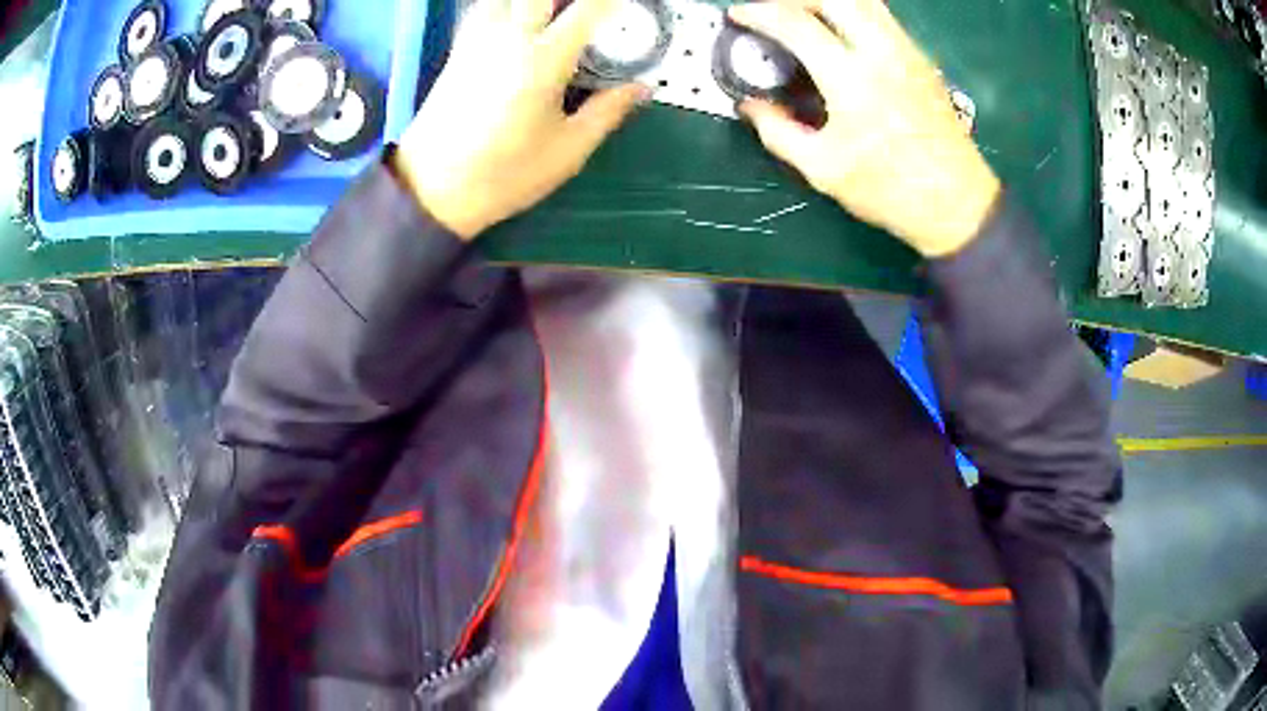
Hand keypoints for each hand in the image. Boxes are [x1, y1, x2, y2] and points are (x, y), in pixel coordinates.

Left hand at [393, 0, 649, 238]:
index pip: (587, 9)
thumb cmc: (504, 173)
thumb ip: (608, 111)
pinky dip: (505, 6)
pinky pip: (485, 9)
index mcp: (544, 59)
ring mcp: (478, 40)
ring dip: (533, 3)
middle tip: (585, 13)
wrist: (431, 189)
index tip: (623, 6)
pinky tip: (518, 20)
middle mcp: (509, 37)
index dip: (610, 2)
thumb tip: (641, 88)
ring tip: (552, 15)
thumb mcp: (568, 150)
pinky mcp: (458, 51)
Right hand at [729, 0, 1000, 256]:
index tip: (739, 16)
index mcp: (852, 78)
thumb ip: (778, 132)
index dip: (758, 12)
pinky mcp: (921, 61)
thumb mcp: (823, 169)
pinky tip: (841, 36)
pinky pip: (881, 17)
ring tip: (804, 18)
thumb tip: (752, 107)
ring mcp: (907, 52)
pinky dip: (852, 13)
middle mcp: (882, 53)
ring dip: (827, 1)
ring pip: (863, 1)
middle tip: (774, 14)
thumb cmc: (892, 191)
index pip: (795, 21)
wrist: (957, 204)